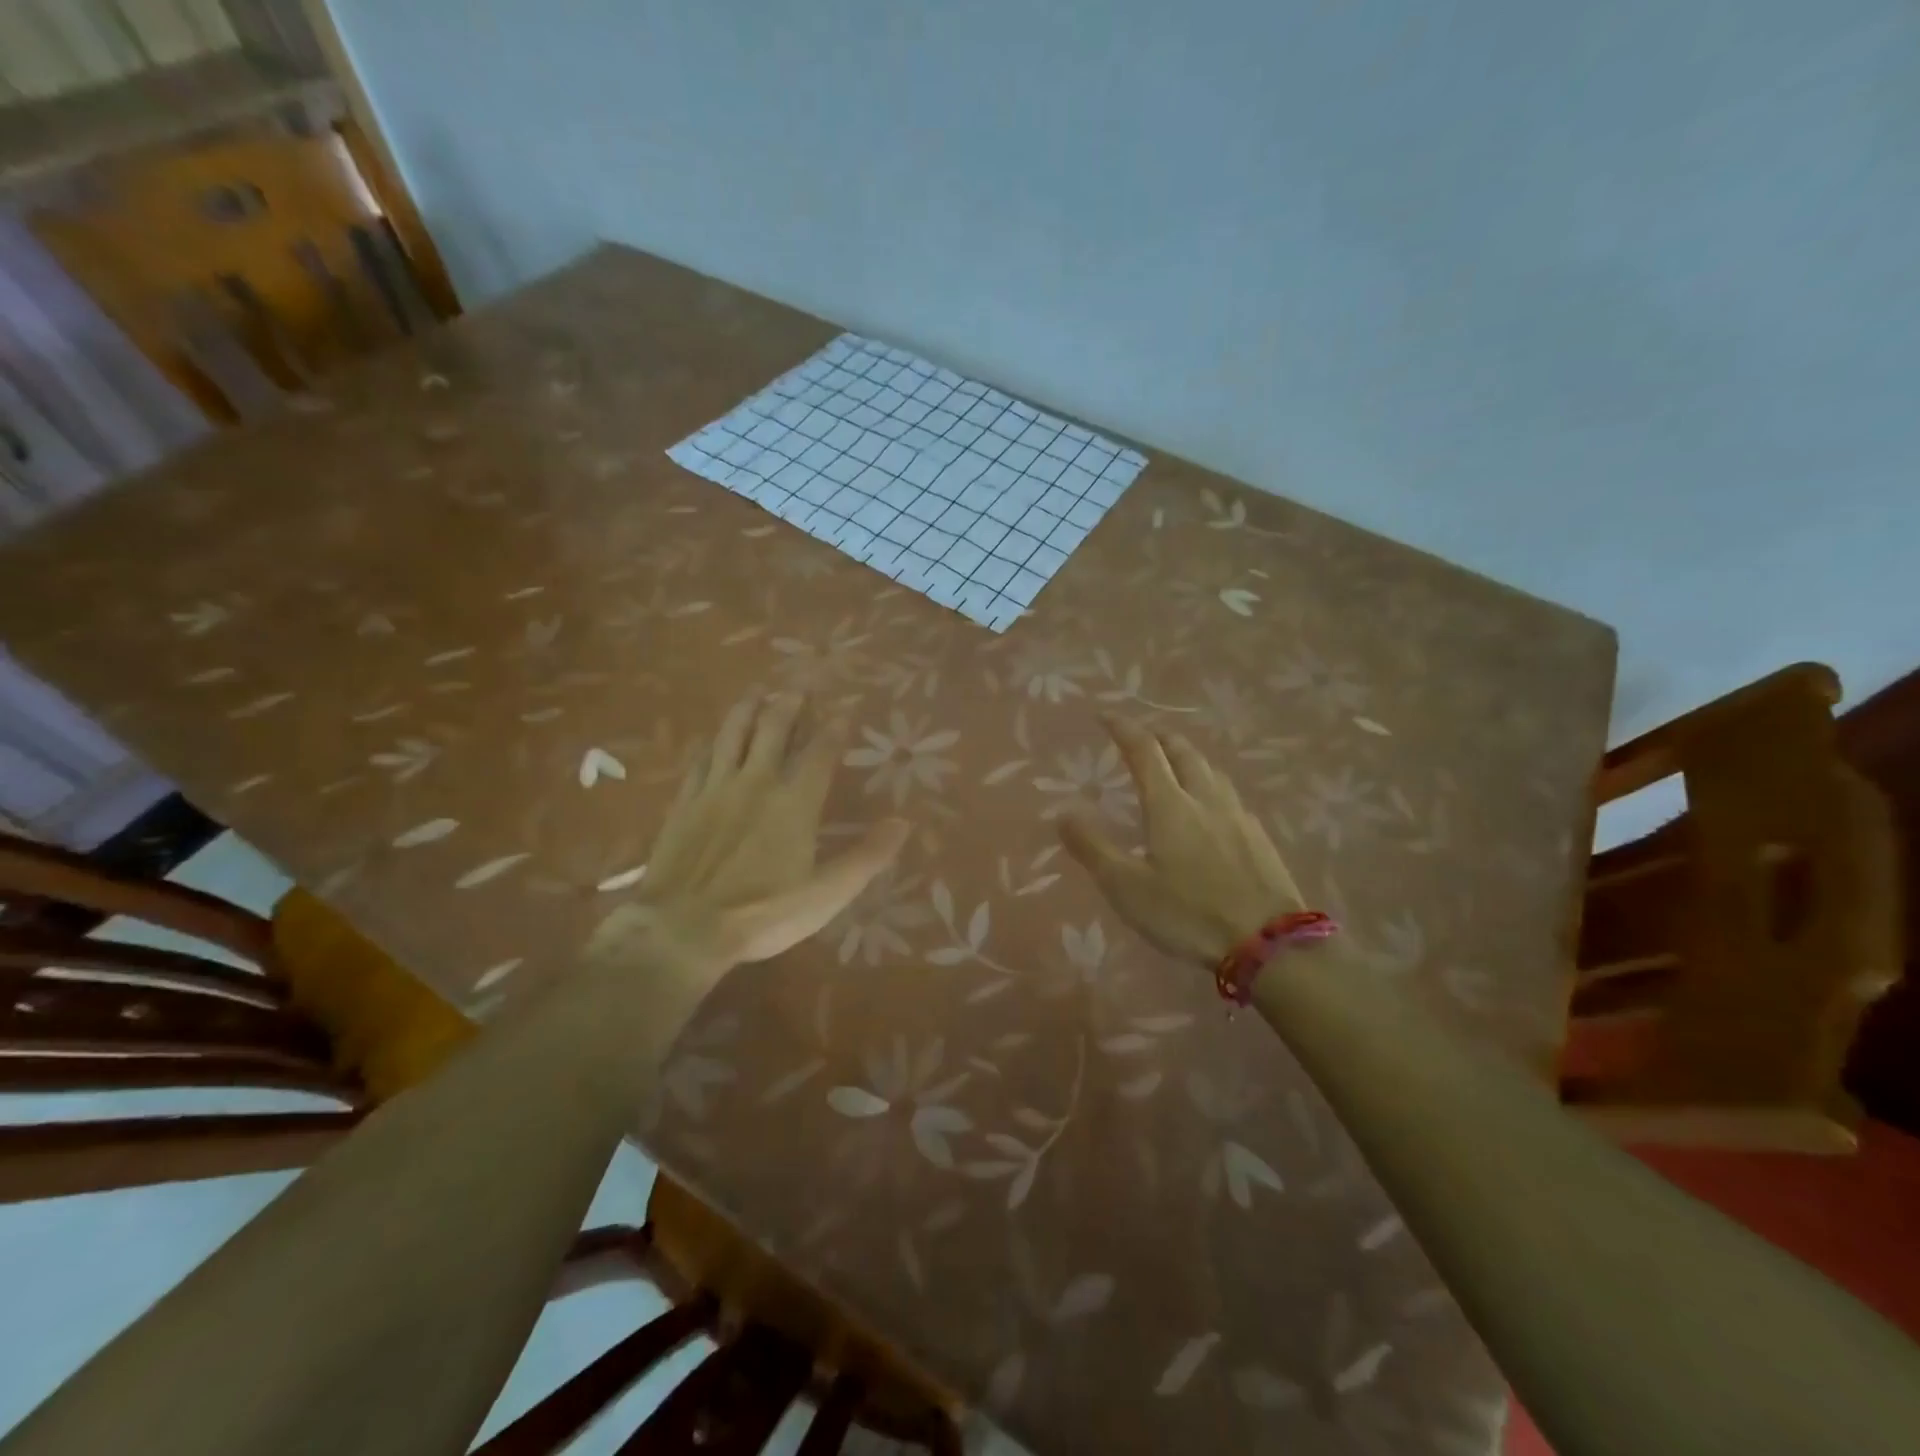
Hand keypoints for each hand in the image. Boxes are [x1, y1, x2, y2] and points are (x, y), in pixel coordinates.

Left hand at [588, 694, 908, 968]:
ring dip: (747, 710)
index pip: (820, 754)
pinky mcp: (685, 803)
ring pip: (733, 736)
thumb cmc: (763, 913)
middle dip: (790, 703)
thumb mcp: (827, 895)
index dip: (834, 728)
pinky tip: (711, 738)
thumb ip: (866, 857)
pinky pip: (699, 761)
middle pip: (774, 731)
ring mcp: (715, 790)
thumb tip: (903, 822)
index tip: (844, 707)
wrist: (682, 928)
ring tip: (757, 691)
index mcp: (794, 803)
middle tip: (799, 683)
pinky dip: (710, 744)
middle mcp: (756, 783)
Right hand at [1059, 717, 1302, 967]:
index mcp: (1170, 805)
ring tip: (1175, 764)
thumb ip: (1092, 847)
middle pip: (1183, 751)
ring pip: (1210, 770)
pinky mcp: (1259, 837)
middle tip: (1142, 737)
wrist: (1269, 943)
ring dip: (1187, 757)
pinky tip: (1211, 808)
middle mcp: (1205, 799)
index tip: (1106, 715)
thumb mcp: (1126, 887)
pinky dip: (1209, 785)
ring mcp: (1237, 816)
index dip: (1124, 728)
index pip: (1144, 751)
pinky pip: (1229, 795)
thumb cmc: (1188, 914)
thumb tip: (1063, 812)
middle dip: (1159, 736)